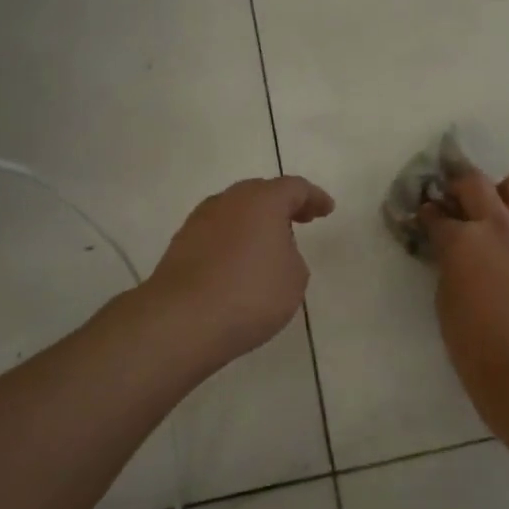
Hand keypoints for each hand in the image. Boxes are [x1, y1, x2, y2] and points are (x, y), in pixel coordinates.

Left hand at [146, 176, 334, 367]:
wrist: (182, 320)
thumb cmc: (250, 294)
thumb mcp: (294, 278)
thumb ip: (291, 255)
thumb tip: (272, 251)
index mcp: (262, 200)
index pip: (294, 188)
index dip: (314, 197)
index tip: (327, 210)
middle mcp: (228, 201)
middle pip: (260, 193)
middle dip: (282, 205)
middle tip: (300, 220)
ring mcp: (199, 221)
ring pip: (235, 212)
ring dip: (254, 223)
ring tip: (269, 246)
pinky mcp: (180, 244)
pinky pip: (217, 234)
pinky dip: (232, 241)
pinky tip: (239, 264)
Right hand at [422, 170, 508, 425]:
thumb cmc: (476, 346)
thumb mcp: (446, 300)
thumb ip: (449, 264)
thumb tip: (451, 251)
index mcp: (462, 240)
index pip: (437, 214)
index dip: (428, 214)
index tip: (426, 215)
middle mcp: (498, 224)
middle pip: (474, 181)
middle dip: (459, 187)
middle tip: (455, 202)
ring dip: (499, 194)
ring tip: (495, 216)